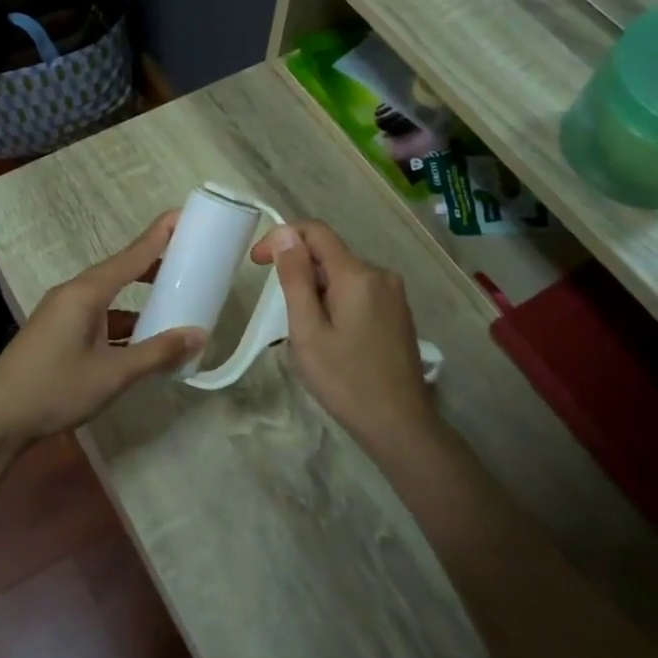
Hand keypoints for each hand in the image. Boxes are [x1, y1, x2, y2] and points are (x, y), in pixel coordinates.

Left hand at [0, 212, 204, 453]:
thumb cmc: (55, 389)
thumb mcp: (113, 374)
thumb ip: (157, 353)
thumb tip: (199, 335)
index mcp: (85, 293)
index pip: (131, 256)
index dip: (158, 236)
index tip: (182, 215)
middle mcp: (72, 294)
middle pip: (119, 271)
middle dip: (152, 265)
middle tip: (188, 261)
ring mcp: (61, 313)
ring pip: (108, 297)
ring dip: (138, 299)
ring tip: (171, 302)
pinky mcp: (56, 332)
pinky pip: (97, 316)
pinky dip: (121, 322)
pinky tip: (139, 339)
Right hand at [250, 220, 434, 452]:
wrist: (399, 425)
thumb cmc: (346, 381)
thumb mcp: (308, 332)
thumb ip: (296, 279)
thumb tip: (287, 234)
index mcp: (358, 275)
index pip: (316, 232)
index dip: (282, 238)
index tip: (257, 263)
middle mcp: (381, 275)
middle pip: (329, 255)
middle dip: (299, 274)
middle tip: (283, 317)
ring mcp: (394, 294)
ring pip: (343, 276)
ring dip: (317, 292)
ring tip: (308, 335)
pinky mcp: (398, 312)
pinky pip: (359, 292)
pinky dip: (336, 303)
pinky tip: (332, 339)